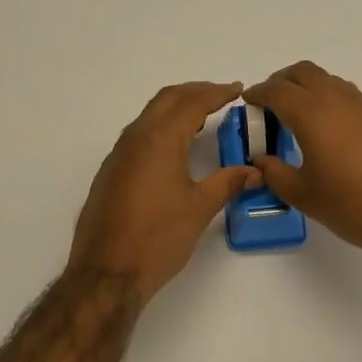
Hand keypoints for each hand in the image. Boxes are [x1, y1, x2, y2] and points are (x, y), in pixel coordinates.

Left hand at [68, 81, 261, 302]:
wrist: (106, 272)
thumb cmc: (158, 238)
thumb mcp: (200, 209)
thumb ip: (228, 183)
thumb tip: (254, 171)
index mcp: (159, 139)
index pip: (192, 102)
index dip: (217, 93)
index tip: (237, 89)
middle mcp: (135, 138)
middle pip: (167, 99)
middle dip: (195, 92)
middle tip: (221, 96)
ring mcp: (118, 155)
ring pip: (149, 116)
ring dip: (175, 109)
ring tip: (201, 118)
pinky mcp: (110, 172)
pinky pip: (138, 135)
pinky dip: (161, 128)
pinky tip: (174, 148)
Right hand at [244, 62, 361, 267]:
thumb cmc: (353, 206)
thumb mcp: (304, 195)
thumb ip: (275, 173)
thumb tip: (260, 160)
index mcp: (312, 114)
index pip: (277, 90)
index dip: (258, 93)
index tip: (248, 102)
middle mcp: (339, 100)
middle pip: (304, 72)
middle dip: (283, 81)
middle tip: (271, 103)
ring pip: (331, 82)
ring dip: (310, 90)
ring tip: (301, 118)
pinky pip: (352, 100)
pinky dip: (334, 105)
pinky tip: (336, 136)